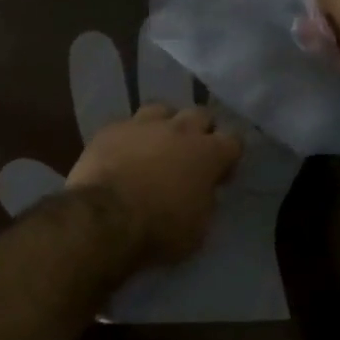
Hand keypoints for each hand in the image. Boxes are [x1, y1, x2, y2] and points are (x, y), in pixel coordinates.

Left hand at [66, 103, 242, 267]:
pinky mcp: (111, 129)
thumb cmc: (160, 229)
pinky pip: (127, 124)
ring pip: (162, 110)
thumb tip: (201, 190)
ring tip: (157, 145)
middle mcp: (180, 130)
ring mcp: (143, 124)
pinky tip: (123, 152)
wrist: (105, 218)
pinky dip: (130, 136)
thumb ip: (205, 201)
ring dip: (165, 125)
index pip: (234, 140)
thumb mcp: (198, 228)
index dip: (229, 156)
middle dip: (200, 131)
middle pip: (200, 115)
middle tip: (191, 155)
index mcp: (208, 153)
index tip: (220, 175)